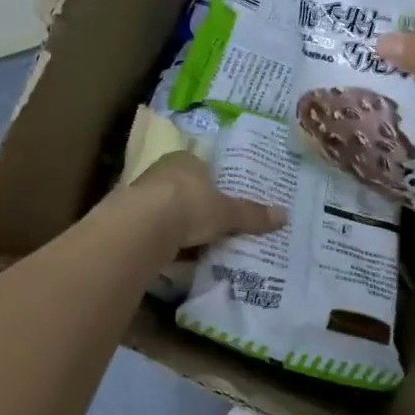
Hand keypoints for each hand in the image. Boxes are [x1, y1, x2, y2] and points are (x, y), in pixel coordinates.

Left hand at [128, 150, 285, 250]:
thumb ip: (252, 215)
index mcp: (185, 160)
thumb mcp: (226, 213)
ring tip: (199, 244)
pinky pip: (154, 229)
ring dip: (179, 225)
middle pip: (185, 188)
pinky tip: (175, 255)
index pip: (203, 167)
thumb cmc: (189, 205)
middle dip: (198, 206)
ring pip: (167, 209)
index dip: (215, 183)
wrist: (141, 227)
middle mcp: (161, 171)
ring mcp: (141, 194)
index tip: (225, 201)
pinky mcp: (129, 220)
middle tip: (216, 225)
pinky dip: (165, 240)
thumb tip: (285, 215)